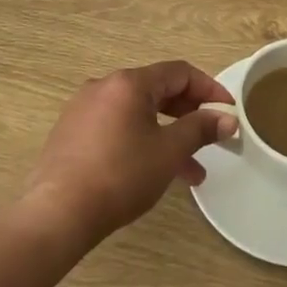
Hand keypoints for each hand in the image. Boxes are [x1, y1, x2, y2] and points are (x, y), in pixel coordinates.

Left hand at [21, 61, 236, 246]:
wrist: (57, 213)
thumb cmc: (120, 175)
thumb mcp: (168, 152)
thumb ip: (200, 129)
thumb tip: (228, 118)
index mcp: (129, 82)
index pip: (179, 72)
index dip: (209, 89)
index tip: (228, 111)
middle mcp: (104, 86)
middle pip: (157, 90)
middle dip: (188, 115)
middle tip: (211, 138)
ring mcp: (83, 109)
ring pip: (138, 113)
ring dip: (167, 135)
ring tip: (190, 172)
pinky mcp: (71, 133)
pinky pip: (117, 127)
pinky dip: (141, 141)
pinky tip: (152, 172)